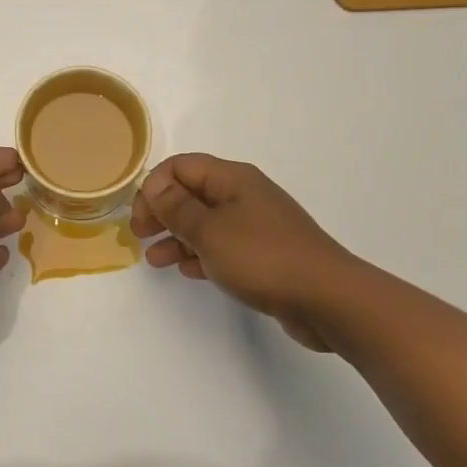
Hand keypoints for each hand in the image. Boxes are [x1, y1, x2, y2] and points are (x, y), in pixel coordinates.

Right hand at [131, 153, 360, 351]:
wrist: (328, 299)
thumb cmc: (263, 257)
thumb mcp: (209, 231)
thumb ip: (176, 207)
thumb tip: (154, 185)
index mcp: (232, 179)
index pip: (181, 167)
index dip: (154, 187)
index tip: (139, 218)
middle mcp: (244, 196)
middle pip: (192, 193)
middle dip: (162, 211)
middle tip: (140, 235)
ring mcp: (256, 226)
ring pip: (205, 223)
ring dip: (177, 237)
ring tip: (155, 261)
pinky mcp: (264, 255)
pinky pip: (223, 247)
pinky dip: (200, 255)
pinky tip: (187, 271)